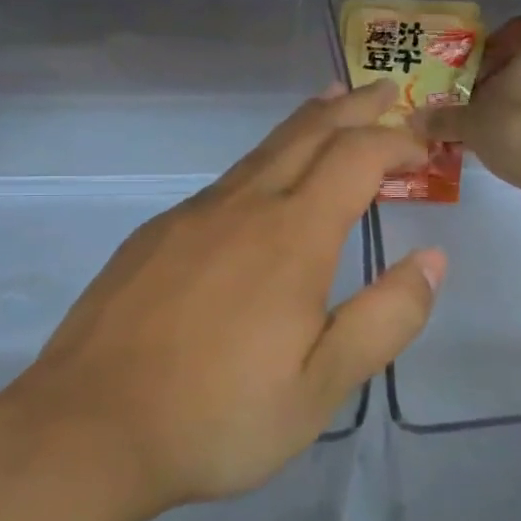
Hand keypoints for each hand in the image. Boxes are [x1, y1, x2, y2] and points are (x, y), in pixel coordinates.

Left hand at [15, 82, 445, 513]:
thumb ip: (385, 319)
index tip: (422, 145)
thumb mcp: (321, 387)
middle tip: (382, 90)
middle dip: (352, 108)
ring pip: (259, 152)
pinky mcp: (153, 237)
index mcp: (292, 237)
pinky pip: (222, 184)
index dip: (395, 141)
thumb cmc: (217, 416)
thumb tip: (432, 260)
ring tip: (330, 108)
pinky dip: (261, 164)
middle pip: (306, 134)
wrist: (88, 430)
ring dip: (305, 126)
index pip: (356, 158)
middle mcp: (242, 208)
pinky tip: (259, 190)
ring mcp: (190, 218)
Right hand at [420, 16, 520, 194]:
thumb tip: (413, 119)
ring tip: (491, 123)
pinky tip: (514, 139)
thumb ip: (443, 118)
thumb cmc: (518, 127)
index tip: (469, 74)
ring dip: (517, 99)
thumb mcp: (471, 124)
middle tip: (474, 100)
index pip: (511, 30)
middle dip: (499, 77)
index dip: (486, 50)